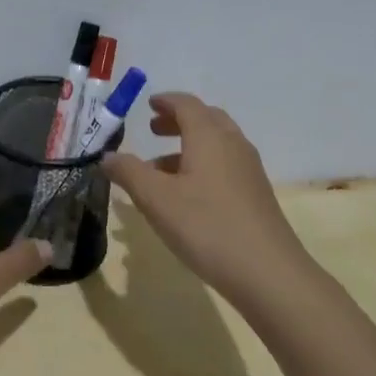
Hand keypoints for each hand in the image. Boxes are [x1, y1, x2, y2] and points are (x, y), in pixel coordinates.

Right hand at [104, 92, 309, 302]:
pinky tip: (186, 195)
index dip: (166, 101)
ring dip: (189, 146)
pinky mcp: (256, 195)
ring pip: (217, 144)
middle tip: (153, 130)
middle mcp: (233, 145)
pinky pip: (225, 165)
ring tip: (160, 169)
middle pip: (206, 119)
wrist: (269, 274)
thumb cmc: (207, 226)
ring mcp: (249, 171)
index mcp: (209, 137)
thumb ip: (128, 172)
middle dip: (178, 121)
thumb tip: (107, 157)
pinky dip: (202, 165)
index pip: (187, 104)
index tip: (148, 104)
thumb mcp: (156, 199)